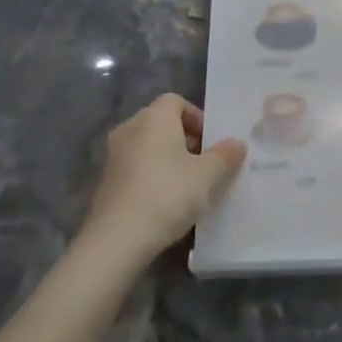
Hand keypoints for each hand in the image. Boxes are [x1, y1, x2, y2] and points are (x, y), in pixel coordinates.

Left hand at [80, 95, 245, 263]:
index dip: (197, 117)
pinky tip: (164, 201)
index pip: (176, 101)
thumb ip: (225, 156)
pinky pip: (135, 166)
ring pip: (147, 146)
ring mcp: (113, 154)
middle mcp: (130, 128)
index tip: (211, 142)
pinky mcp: (104, 180)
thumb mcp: (207, 176)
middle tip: (204, 164)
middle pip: (161, 122)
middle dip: (185, 139)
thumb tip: (237, 143)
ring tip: (187, 185)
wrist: (116, 240)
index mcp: (154, 117)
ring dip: (167, 158)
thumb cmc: (167, 195)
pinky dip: (150, 175)